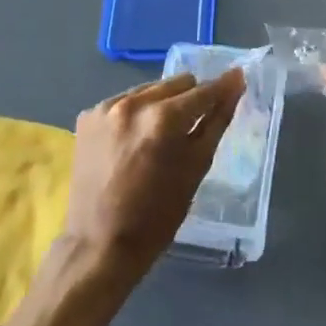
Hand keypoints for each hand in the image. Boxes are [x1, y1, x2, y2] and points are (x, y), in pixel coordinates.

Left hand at [59, 69, 245, 287]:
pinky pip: (123, 101)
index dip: (223, 86)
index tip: (237, 78)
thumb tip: (235, 84)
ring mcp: (106, 107)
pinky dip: (134, 115)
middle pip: (177, 83)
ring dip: (161, 105)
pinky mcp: (87, 116)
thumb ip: (216, 121)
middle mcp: (133, 103)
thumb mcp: (196, 169)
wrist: (98, 246)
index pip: (203, 91)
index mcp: (163, 119)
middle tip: (191, 127)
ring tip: (159, 137)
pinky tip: (132, 142)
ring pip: (149, 89)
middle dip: (189, 99)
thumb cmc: (157, 216)